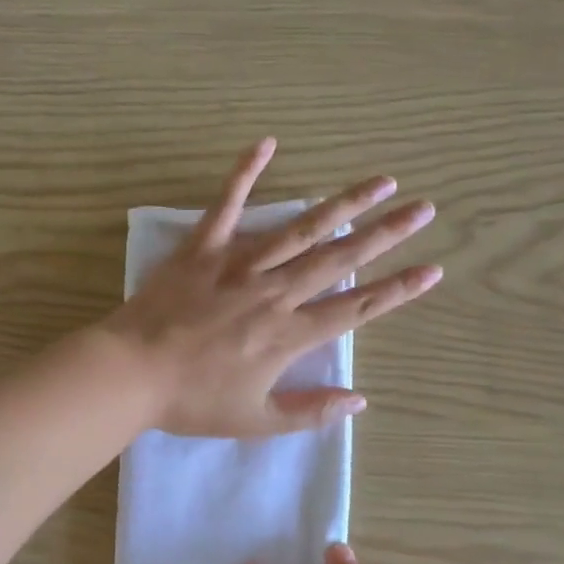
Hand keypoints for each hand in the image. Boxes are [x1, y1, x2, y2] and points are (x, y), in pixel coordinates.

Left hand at [97, 137, 440, 438]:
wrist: (130, 372)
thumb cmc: (192, 400)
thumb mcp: (254, 420)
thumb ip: (309, 411)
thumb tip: (360, 400)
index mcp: (288, 335)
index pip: (356, 308)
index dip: (397, 289)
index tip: (432, 268)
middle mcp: (275, 292)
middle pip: (340, 258)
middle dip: (387, 233)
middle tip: (423, 208)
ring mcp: (239, 264)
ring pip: (301, 228)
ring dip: (344, 204)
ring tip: (380, 180)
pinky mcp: (204, 247)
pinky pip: (227, 204)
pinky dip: (245, 171)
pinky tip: (267, 142)